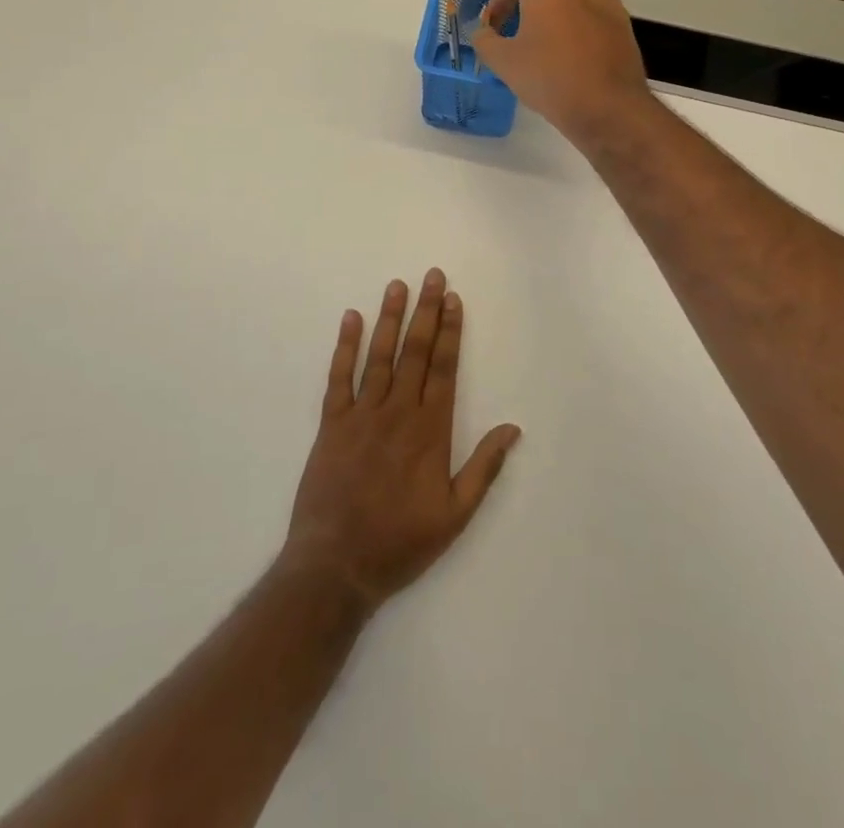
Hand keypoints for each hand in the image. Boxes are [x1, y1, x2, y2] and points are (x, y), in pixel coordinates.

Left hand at [281, 269, 520, 611]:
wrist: (335, 566)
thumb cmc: (400, 542)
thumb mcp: (454, 515)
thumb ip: (483, 468)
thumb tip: (512, 428)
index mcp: (430, 431)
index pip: (443, 368)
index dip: (450, 331)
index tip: (453, 299)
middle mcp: (397, 412)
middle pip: (414, 352)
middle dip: (425, 312)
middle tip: (431, 276)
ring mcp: (361, 415)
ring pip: (379, 356)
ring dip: (390, 318)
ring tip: (397, 285)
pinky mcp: (331, 425)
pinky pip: (338, 378)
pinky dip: (344, 347)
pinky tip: (351, 319)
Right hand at [470, 0, 651, 142]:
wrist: (607, 106)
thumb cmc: (551, 79)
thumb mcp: (504, 63)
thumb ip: (486, 40)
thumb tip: (483, 32)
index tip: (494, 27)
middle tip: (521, 6)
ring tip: (549, 12)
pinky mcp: (621, 15)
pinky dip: (583, 2)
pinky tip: (573, 32)